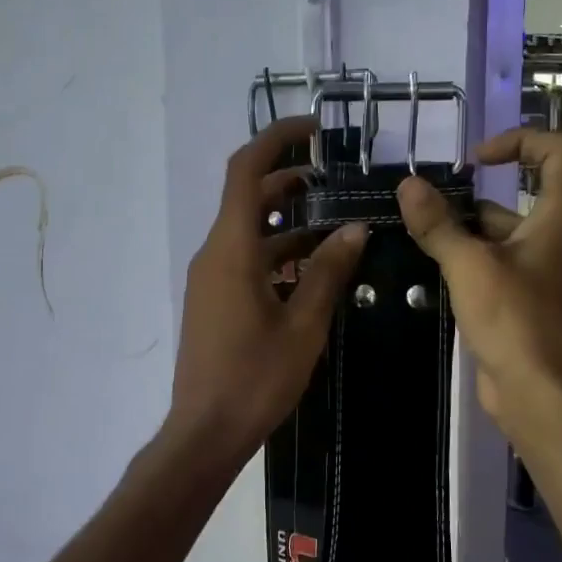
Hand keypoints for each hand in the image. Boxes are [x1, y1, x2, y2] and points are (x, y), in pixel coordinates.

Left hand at [166, 117, 367, 463]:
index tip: (316, 130)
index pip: (245, 171)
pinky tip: (313, 270)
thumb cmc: (255, 378)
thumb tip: (355, 229)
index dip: (277, 140)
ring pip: (249, 232)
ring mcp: (210, 279)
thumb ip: (328, 272)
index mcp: (231, 250)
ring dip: (287, 221)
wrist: (205, 431)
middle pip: (247, 197)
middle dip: (289, 180)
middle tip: (336, 178)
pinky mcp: (214, 301)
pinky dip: (277, 253)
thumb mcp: (303, 325)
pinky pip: (245, 261)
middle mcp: (214, 254)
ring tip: (336, 222)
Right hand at [396, 128, 561, 436]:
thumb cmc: (515, 319)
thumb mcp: (470, 265)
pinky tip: (428, 269)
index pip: (557, 152)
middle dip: (470, 198)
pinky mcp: (522, 302)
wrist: (539, 394)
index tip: (475, 160)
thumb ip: (438, 225)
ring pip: (500, 236)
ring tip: (415, 235)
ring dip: (461, 232)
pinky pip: (493, 267)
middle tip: (423, 206)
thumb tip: (407, 184)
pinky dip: (465, 262)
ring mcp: (539, 272)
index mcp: (558, 217)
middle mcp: (554, 238)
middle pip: (518, 197)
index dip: (519, 141)